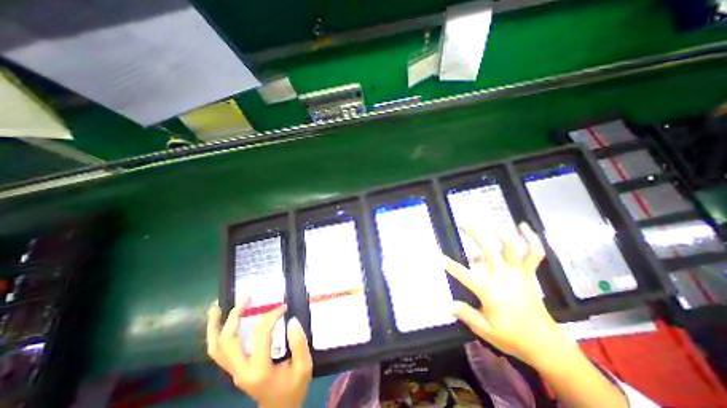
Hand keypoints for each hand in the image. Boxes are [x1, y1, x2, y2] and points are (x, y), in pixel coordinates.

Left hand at [207, 300, 314, 407]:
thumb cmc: (293, 388)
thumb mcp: (304, 366)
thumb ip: (299, 343)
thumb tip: (292, 320)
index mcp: (259, 370)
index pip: (261, 335)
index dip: (271, 316)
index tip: (283, 307)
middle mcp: (241, 371)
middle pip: (227, 341)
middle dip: (234, 316)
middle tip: (246, 298)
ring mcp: (234, 372)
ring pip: (215, 349)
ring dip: (215, 326)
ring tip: (216, 307)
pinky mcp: (234, 370)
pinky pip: (219, 352)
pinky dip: (216, 336)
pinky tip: (220, 323)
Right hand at [446, 224, 570, 366]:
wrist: (545, 343)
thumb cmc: (512, 337)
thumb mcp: (486, 331)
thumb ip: (467, 315)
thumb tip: (449, 303)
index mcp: (491, 292)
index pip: (465, 275)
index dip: (451, 265)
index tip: (439, 256)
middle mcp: (504, 277)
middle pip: (488, 249)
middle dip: (473, 232)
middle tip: (460, 220)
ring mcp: (519, 273)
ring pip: (511, 246)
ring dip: (499, 230)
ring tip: (485, 219)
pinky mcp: (529, 273)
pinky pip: (535, 253)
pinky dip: (532, 238)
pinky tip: (523, 225)